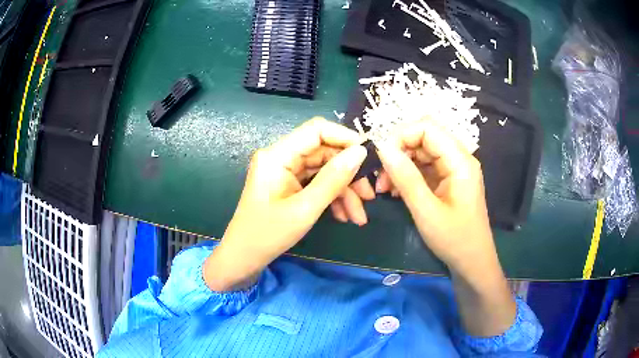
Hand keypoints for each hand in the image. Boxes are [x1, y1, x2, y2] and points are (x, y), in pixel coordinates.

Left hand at [204, 117, 366, 290]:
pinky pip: (317, 184)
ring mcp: (285, 172)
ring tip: (359, 217)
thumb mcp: (304, 209)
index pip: (317, 130)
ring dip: (344, 191)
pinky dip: (332, 198)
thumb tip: (360, 152)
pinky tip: (344, 217)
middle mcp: (281, 157)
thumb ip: (333, 179)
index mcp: (277, 156)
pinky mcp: (289, 185)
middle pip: (324, 153)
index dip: (345, 138)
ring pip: (324, 171)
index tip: (369, 156)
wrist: (244, 259)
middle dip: (349, 174)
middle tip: (369, 196)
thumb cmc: (267, 235)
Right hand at [376, 120, 515, 335]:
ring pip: (420, 153)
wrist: (472, 263)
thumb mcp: (426, 211)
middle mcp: (458, 159)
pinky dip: (407, 176)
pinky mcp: (447, 181)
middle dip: (398, 152)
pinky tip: (395, 192)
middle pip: (423, 138)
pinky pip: (423, 168)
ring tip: (384, 189)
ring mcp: (453, 170)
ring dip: (400, 165)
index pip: (427, 127)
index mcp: (460, 161)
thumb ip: (406, 178)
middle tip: (380, 179)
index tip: (382, 158)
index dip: (401, 135)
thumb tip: (382, 147)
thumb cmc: (454, 240)